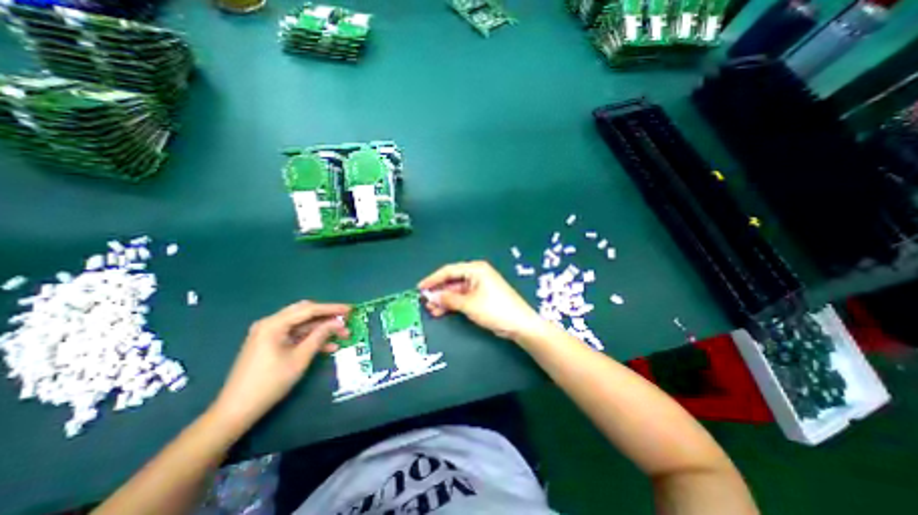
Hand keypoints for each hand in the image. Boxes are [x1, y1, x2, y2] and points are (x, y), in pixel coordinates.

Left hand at [211, 302, 352, 430]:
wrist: (236, 410)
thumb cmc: (270, 382)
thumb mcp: (300, 358)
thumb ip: (320, 336)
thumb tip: (338, 322)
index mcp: (274, 324)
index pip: (309, 309)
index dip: (332, 308)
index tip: (351, 309)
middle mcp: (270, 323)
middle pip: (305, 313)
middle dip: (327, 316)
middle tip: (346, 319)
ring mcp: (269, 333)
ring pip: (302, 324)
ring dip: (322, 329)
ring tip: (342, 335)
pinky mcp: (270, 343)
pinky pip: (296, 335)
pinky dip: (311, 338)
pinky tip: (328, 346)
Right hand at [419, 259, 538, 339]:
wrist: (519, 324)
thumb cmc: (494, 309)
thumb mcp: (469, 304)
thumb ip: (449, 299)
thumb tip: (433, 297)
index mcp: (475, 269)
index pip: (449, 271)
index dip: (433, 279)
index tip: (420, 287)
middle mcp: (476, 274)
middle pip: (452, 280)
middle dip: (438, 291)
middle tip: (424, 301)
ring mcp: (479, 286)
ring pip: (456, 290)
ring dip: (444, 299)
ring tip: (431, 309)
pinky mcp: (481, 296)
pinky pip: (462, 297)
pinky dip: (453, 304)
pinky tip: (442, 311)